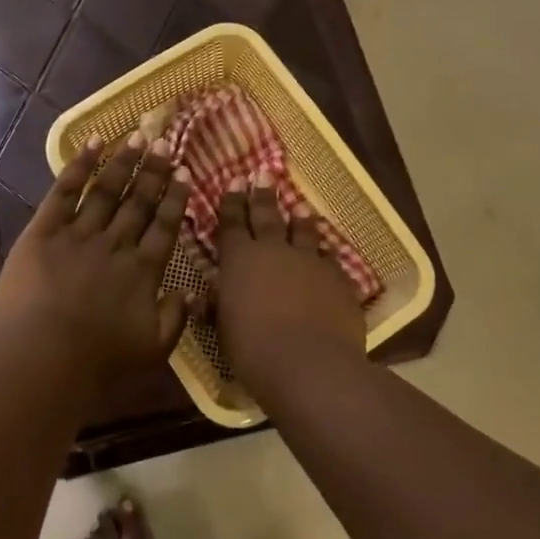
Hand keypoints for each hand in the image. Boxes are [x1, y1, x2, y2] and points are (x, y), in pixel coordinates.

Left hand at [0, 134, 197, 384]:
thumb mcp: (153, 349)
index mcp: (143, 271)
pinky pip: (65, 191)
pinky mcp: (45, 230)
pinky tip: (93, 144)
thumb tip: (192, 292)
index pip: (164, 226)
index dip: (175, 198)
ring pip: (107, 190)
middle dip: (153, 171)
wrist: (43, 355)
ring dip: (124, 162)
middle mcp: (116, 244)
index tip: (184, 172)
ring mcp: (80, 233)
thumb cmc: (99, 360)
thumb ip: (176, 318)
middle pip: (139, 201)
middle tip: (164, 142)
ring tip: (138, 137)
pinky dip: (79, 166)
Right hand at [213, 177, 365, 390]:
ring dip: (300, 218)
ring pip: (303, 231)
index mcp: (239, 260)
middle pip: (267, 216)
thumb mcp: (223, 329)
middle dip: (262, 195)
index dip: (231, 202)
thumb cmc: (253, 349)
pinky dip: (325, 252)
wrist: (309, 364)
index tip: (234, 181)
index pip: (231, 223)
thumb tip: (202, 298)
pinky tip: (327, 251)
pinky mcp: (338, 279)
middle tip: (263, 174)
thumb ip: (216, 307)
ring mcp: (309, 262)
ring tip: (300, 206)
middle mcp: (273, 251)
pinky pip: (330, 258)